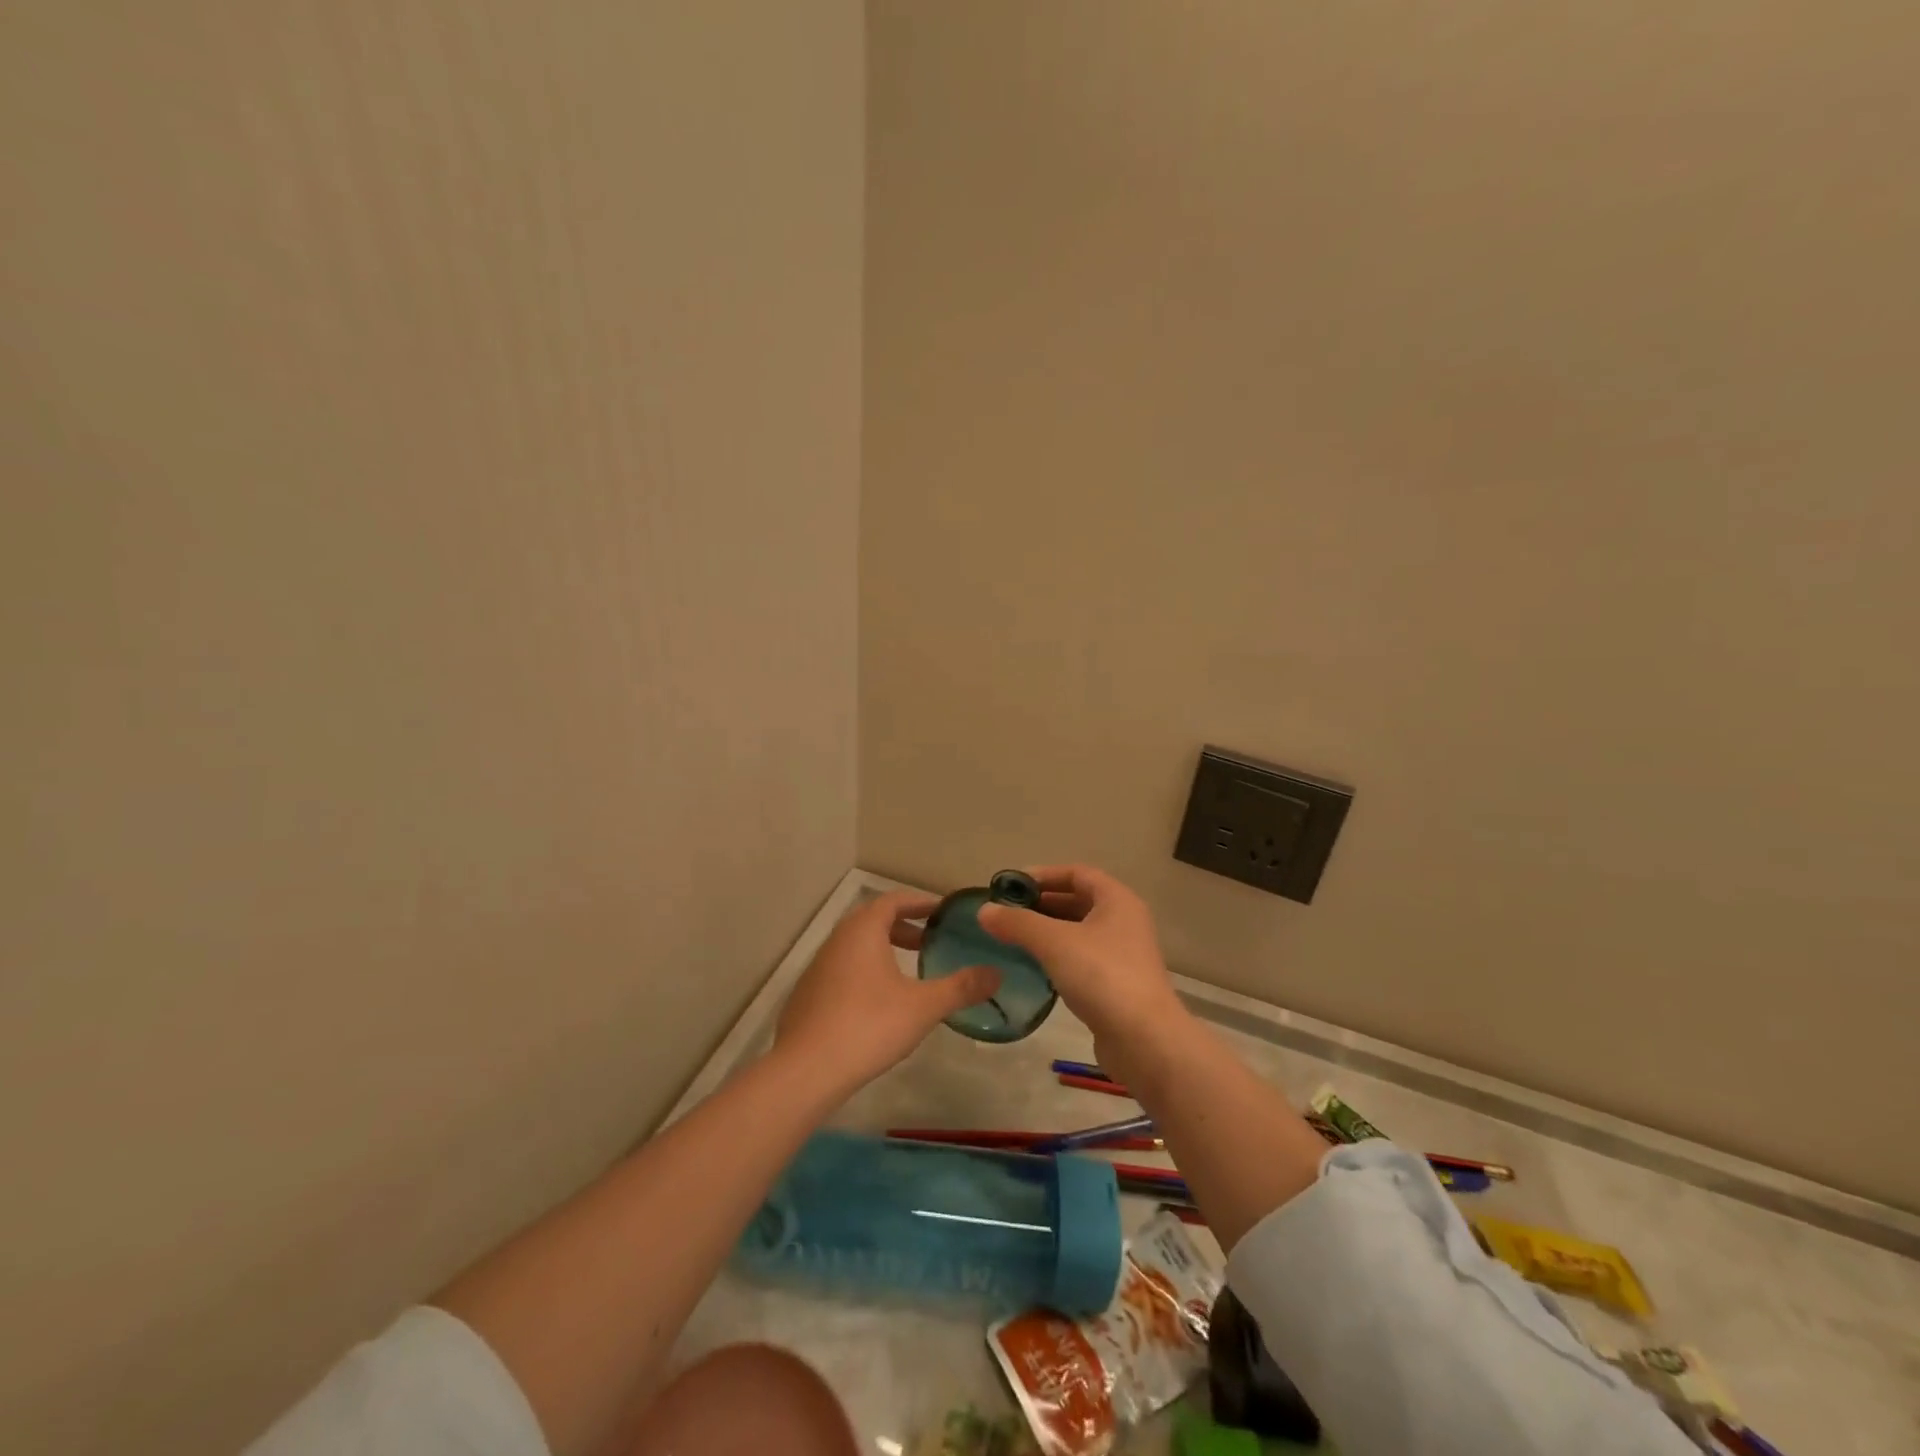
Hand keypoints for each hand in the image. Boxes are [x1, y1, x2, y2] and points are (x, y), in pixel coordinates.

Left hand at [772, 890, 1000, 1100]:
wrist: (806, 1070)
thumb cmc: (869, 1025)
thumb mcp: (924, 1006)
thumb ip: (962, 987)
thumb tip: (998, 973)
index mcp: (863, 930)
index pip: (894, 900)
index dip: (921, 903)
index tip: (943, 912)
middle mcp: (837, 939)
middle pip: (874, 921)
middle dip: (904, 928)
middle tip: (931, 942)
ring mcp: (818, 967)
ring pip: (857, 947)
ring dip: (884, 951)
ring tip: (910, 973)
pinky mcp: (807, 994)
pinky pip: (843, 970)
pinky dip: (866, 972)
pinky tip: (879, 1003)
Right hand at [975, 865, 1190, 1080]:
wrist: (1145, 1041)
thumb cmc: (1102, 976)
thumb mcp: (1054, 942)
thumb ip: (1017, 923)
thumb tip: (983, 910)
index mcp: (1117, 900)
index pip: (1077, 873)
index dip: (1043, 875)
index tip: (1011, 886)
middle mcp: (1124, 921)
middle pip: (1078, 901)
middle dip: (1042, 904)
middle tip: (1007, 913)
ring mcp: (1124, 955)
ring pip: (1080, 932)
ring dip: (1049, 932)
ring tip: (1014, 938)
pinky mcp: (1118, 985)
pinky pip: (1083, 959)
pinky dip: (1059, 957)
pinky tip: (1035, 967)